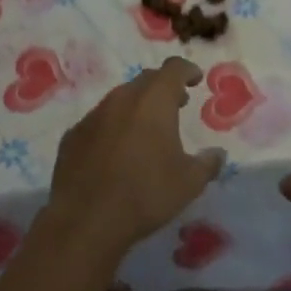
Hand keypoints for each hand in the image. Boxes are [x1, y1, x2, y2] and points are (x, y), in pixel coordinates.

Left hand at [42, 56, 224, 262]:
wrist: (85, 220)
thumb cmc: (145, 194)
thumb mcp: (188, 182)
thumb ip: (208, 163)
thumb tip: (218, 154)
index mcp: (153, 101)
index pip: (173, 69)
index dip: (187, 70)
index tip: (196, 78)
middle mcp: (122, 99)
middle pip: (146, 80)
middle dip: (164, 87)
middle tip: (178, 103)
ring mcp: (93, 115)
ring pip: (120, 99)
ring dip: (138, 106)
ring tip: (148, 128)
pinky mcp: (73, 135)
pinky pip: (99, 121)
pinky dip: (114, 126)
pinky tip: (117, 150)